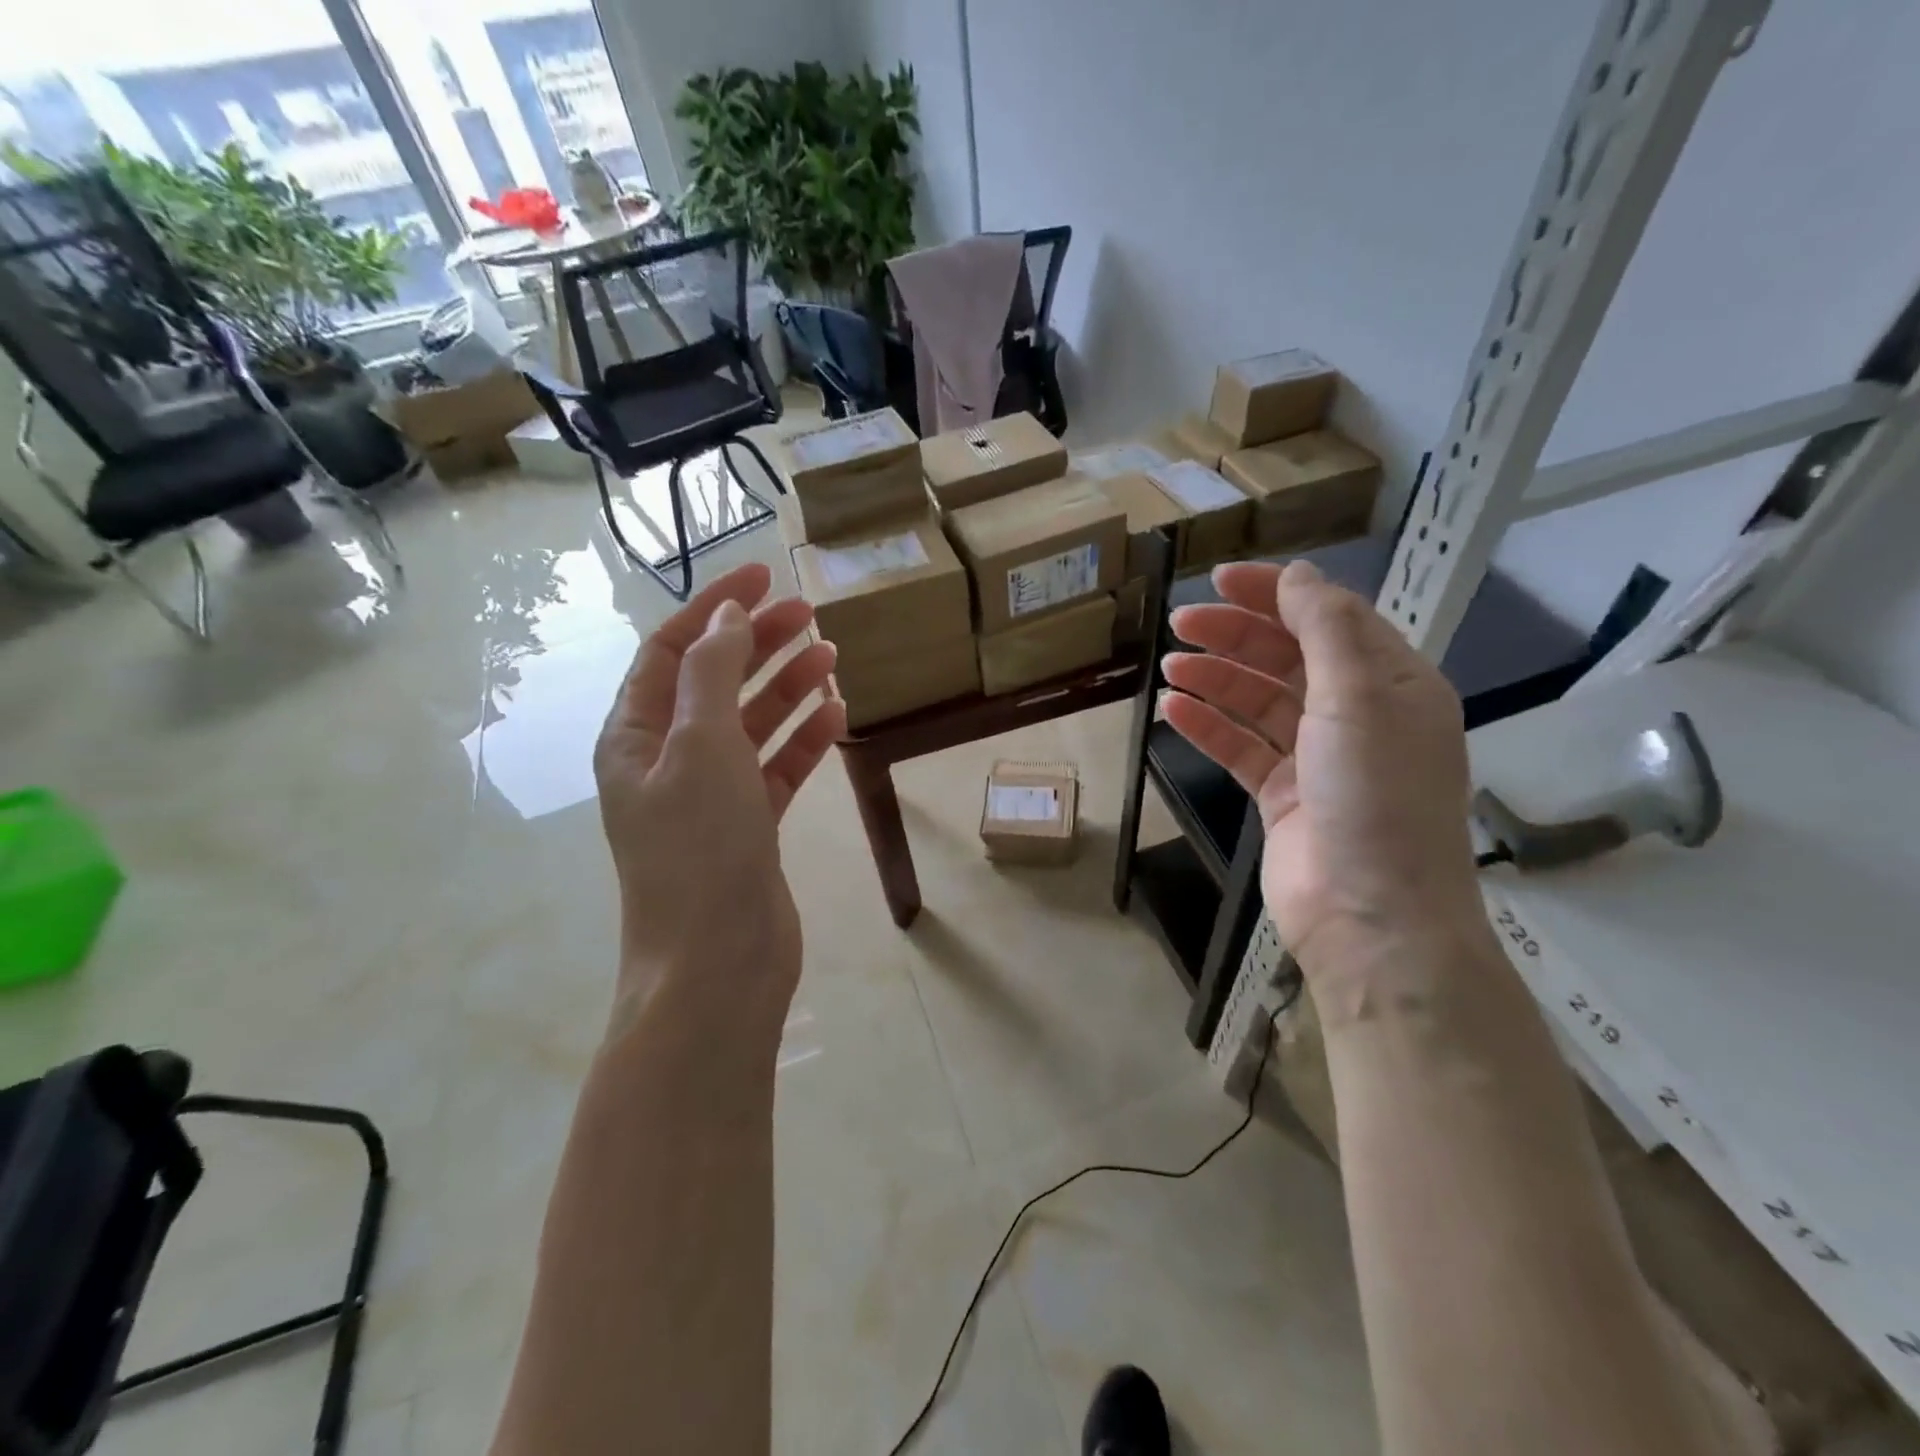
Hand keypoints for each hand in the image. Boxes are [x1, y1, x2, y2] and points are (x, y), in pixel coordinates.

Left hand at [594, 562, 845, 1025]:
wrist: (717, 963)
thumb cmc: (700, 848)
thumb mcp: (701, 746)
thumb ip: (712, 673)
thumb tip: (727, 614)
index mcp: (636, 735)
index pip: (673, 651)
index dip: (717, 607)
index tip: (765, 574)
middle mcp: (667, 759)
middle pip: (716, 681)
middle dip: (758, 642)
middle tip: (810, 613)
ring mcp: (710, 794)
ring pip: (750, 722)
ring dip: (786, 687)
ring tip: (830, 656)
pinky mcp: (748, 825)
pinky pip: (776, 767)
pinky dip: (802, 739)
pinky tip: (835, 715)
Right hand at [1163, 559, 1486, 977]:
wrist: (1370, 916)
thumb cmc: (1375, 797)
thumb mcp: (1360, 698)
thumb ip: (1327, 629)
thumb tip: (1298, 574)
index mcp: (1393, 685)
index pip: (1330, 619)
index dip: (1276, 594)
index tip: (1219, 580)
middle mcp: (1358, 716)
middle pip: (1289, 657)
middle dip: (1236, 635)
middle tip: (1180, 623)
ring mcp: (1318, 758)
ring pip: (1259, 702)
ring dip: (1216, 679)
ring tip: (1170, 665)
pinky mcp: (1283, 795)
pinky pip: (1242, 747)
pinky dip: (1209, 727)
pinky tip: (1174, 710)